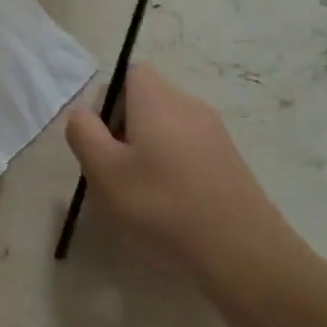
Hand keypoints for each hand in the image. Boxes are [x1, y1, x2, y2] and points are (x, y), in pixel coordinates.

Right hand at [65, 64, 301, 295]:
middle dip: (123, 131)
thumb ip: (83, 132)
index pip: (128, 73)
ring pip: (166, 129)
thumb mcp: (104, 170)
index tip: (102, 140)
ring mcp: (215, 133)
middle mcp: (188, 104)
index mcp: (157, 98)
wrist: (244, 254)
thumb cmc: (162, 205)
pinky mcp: (230, 162)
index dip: (107, 101)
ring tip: (141, 196)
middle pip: (145, 101)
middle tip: (115, 173)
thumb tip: (83, 114)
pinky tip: (172, 209)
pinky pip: (189, 152)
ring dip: (147, 153)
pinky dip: (173, 170)